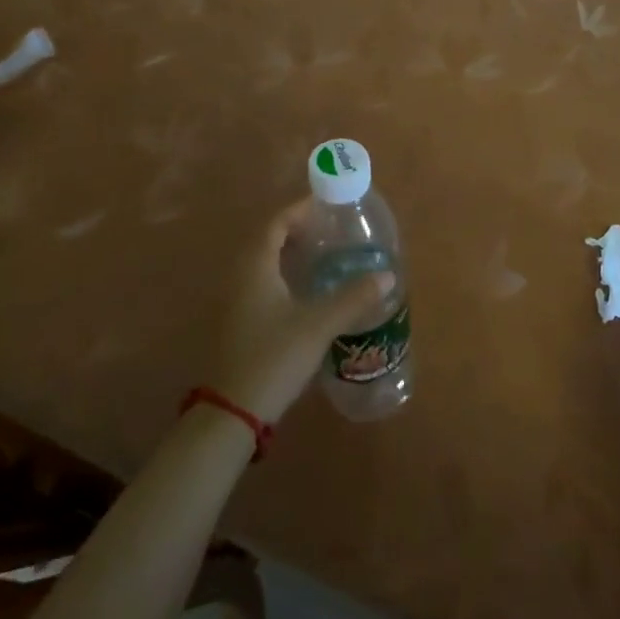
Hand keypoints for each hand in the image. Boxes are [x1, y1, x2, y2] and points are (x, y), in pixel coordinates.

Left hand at [211, 200, 393, 423]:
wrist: (232, 412)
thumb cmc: (273, 357)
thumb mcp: (318, 325)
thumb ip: (353, 298)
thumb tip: (387, 275)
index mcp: (256, 267)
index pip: (275, 224)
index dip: (300, 211)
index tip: (327, 207)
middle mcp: (241, 277)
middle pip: (268, 240)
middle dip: (298, 231)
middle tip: (331, 231)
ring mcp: (236, 302)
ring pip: (264, 264)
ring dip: (291, 255)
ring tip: (325, 256)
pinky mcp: (240, 323)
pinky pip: (263, 284)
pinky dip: (285, 276)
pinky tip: (308, 292)